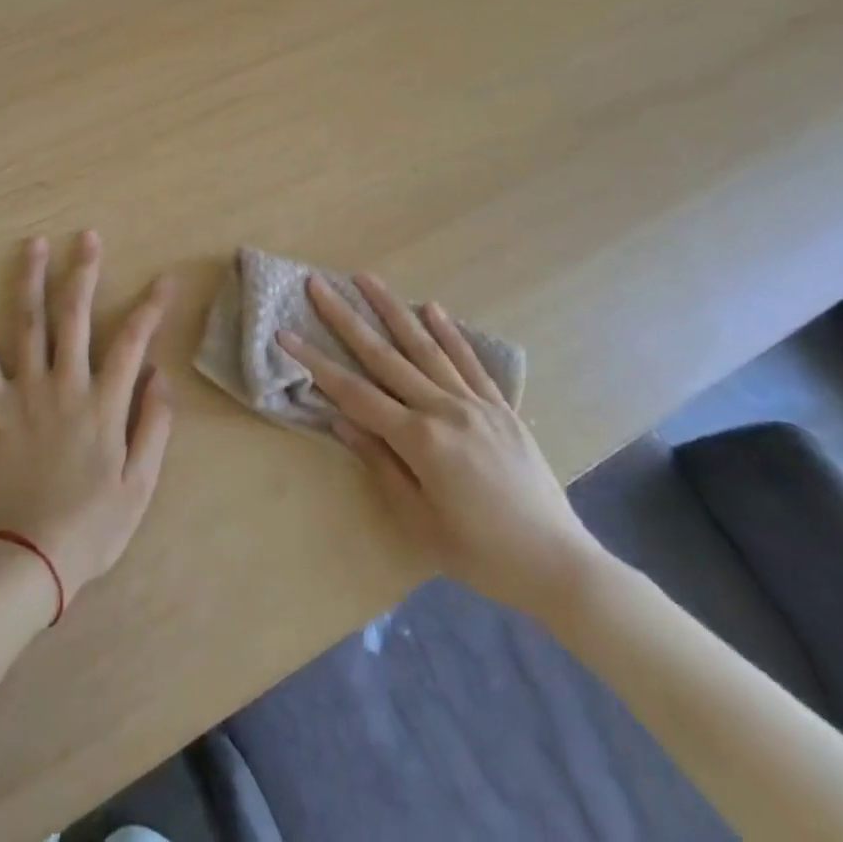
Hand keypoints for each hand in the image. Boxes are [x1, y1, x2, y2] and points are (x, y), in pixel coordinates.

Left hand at [0, 232, 173, 609]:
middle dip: (84, 272)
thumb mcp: (139, 486)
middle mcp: (64, 385)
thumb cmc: (89, 528)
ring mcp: (23, 392)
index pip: (133, 341)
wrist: (21, 561)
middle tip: (88, 237)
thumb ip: (153, 426)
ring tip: (35, 244)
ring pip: (29, 324)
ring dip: (32, 280)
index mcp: (104, 404)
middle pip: (76, 316)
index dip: (151, 307)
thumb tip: (160, 375)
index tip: (165, 279)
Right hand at [278, 273, 606, 623]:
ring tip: (367, 278)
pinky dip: (450, 333)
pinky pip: (470, 361)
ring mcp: (476, 403)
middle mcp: (445, 410)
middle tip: (319, 284)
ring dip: (393, 309)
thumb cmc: (480, 553)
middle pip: (384, 356)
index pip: (354, 393)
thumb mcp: (419, 521)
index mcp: (420, 441)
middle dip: (346, 318)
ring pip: (425, 346)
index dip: (316, 363)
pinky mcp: (501, 406)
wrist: (557, 565)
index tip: (286, 334)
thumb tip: (341, 421)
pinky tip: (432, 307)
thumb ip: (380, 465)